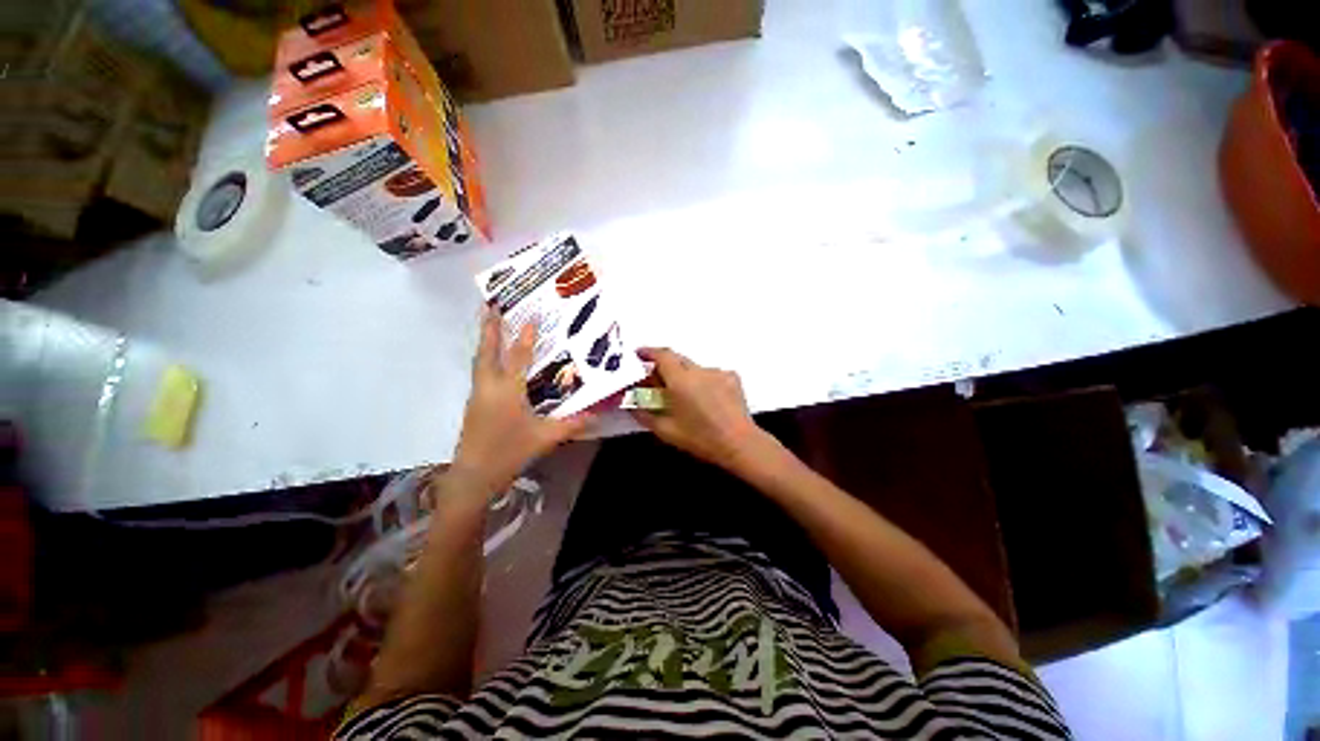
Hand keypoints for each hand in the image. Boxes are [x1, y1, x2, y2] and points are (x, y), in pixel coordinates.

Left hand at [452, 311, 591, 493]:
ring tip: (489, 326)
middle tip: (489, 306)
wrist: (473, 476)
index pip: (518, 358)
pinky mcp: (473, 405)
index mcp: (508, 391)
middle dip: (490, 328)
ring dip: (485, 342)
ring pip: (479, 362)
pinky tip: (491, 363)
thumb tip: (597, 414)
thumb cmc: (510, 452)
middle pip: (488, 352)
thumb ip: (572, 424)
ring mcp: (478, 395)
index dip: (525, 337)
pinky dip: (484, 360)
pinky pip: (479, 374)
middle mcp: (490, 387)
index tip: (529, 317)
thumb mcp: (545, 437)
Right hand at [630, 348, 770, 470]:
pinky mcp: (732, 378)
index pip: (662, 355)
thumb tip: (630, 403)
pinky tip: (705, 398)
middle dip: (664, 365)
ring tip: (684, 396)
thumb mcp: (666, 430)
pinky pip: (711, 374)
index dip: (648, 352)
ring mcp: (717, 372)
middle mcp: (699, 370)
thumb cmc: (700, 438)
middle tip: (656, 381)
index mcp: (680, 379)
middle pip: (677, 359)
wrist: (739, 443)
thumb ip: (643, 414)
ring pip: (694, 368)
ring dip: (684, 376)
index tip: (639, 355)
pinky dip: (703, 381)